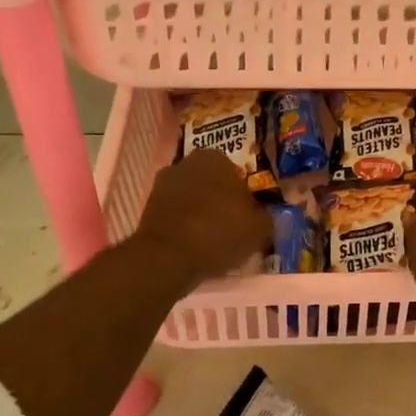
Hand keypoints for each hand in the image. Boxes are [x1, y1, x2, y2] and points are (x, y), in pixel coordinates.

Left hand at [132, 149, 269, 286]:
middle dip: (222, 201)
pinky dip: (185, 227)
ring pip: (193, 199)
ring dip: (202, 214)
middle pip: (213, 184)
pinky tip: (195, 247)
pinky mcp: (147, 208)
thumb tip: (267, 215)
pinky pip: (176, 215)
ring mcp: (162, 184)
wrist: (167, 258)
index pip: (238, 173)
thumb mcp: (259, 227)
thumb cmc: (219, 231)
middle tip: (234, 227)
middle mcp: (186, 162)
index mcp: (215, 157)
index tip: (249, 216)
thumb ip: (268, 216)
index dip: (246, 196)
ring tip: (215, 241)